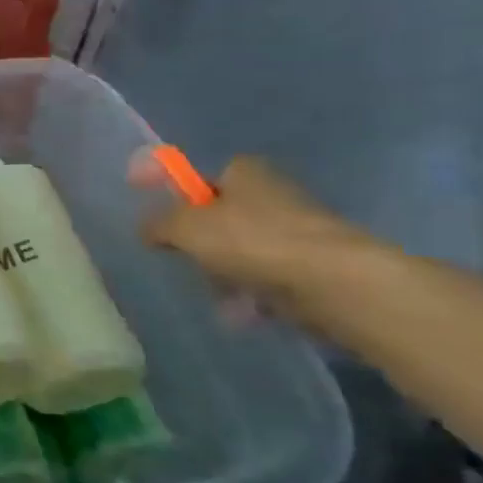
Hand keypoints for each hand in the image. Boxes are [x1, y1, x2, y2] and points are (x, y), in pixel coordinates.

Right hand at [140, 156, 371, 303]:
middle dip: (203, 245)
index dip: (181, 200)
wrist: (335, 283)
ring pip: (244, 251)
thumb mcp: (184, 227)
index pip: (202, 179)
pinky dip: (254, 294)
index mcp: (244, 171)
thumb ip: (157, 224)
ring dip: (226, 274)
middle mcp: (274, 193)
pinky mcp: (316, 266)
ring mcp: (299, 230)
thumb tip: (146, 230)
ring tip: (221, 296)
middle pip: (222, 218)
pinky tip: (245, 311)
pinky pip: (269, 278)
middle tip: (191, 262)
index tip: (166, 227)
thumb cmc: (252, 241)